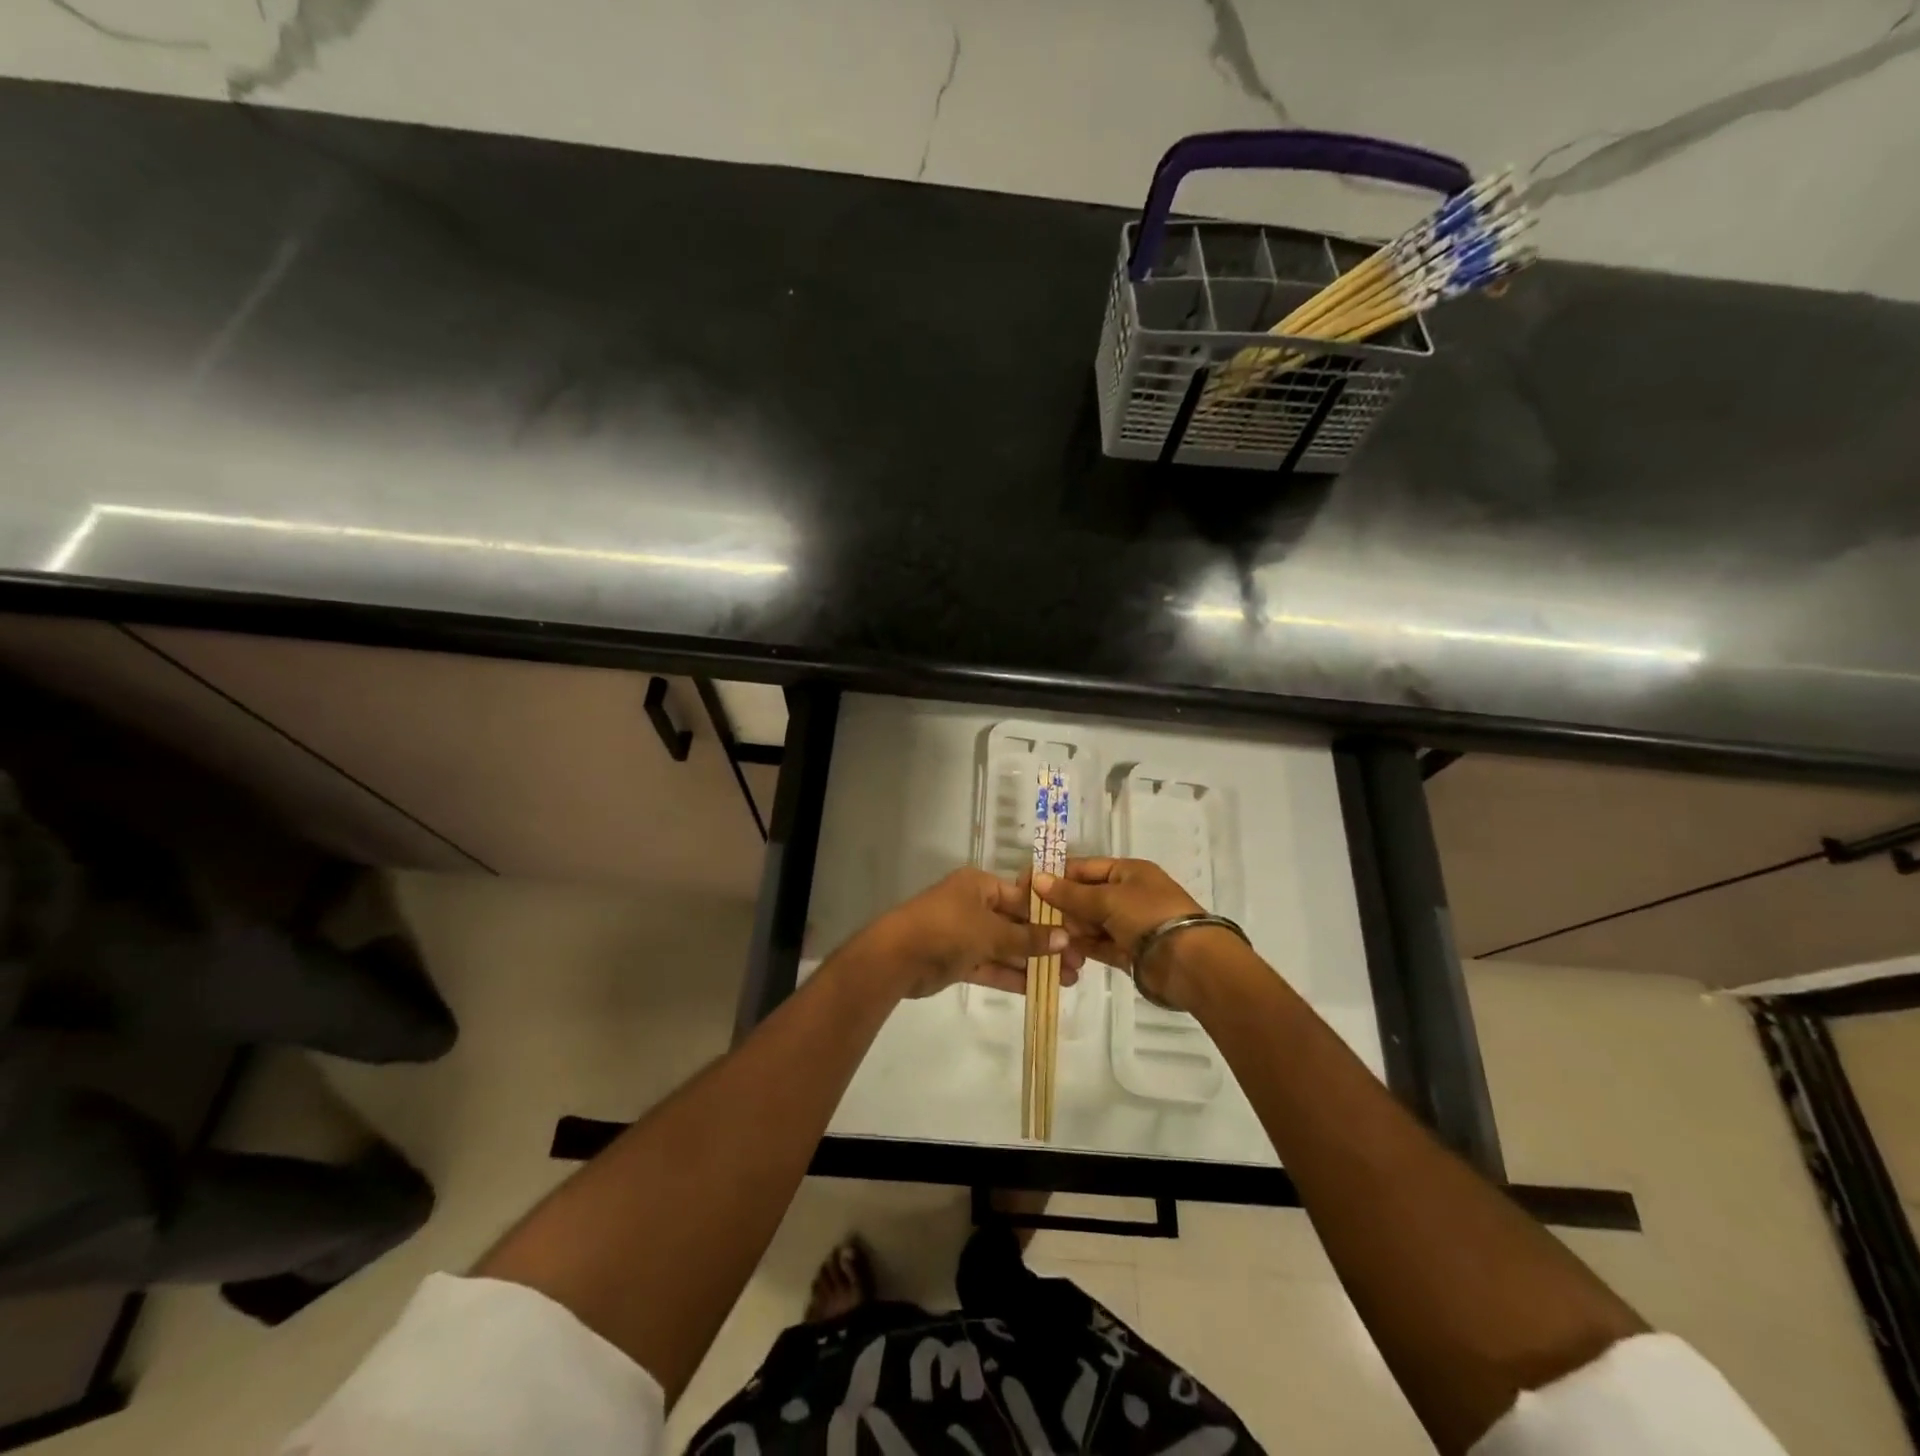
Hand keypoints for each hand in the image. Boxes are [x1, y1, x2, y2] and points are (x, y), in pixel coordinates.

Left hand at [856, 868, 1079, 1000]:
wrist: (897, 957)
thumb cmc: (947, 929)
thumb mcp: (991, 931)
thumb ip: (1027, 939)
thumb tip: (1065, 939)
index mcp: (980, 885)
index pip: (1023, 898)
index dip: (1051, 916)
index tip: (1078, 933)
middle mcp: (974, 906)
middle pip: (1017, 924)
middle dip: (1047, 943)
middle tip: (1080, 962)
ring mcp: (965, 934)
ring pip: (1007, 948)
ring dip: (1034, 963)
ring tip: (1070, 979)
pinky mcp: (959, 960)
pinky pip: (992, 966)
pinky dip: (1013, 976)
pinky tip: (1041, 988)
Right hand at [1031, 858, 1212, 1008]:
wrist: (1190, 963)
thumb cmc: (1149, 917)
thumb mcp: (1108, 899)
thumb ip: (1071, 894)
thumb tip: (1037, 879)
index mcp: (1127, 872)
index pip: (1083, 868)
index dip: (1055, 876)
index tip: (1026, 887)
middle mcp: (1127, 895)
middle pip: (1084, 897)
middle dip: (1061, 907)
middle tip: (1033, 919)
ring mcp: (1128, 924)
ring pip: (1089, 923)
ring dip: (1070, 931)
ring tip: (1048, 940)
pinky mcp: (1128, 952)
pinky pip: (1098, 946)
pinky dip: (1082, 949)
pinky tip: (1062, 954)